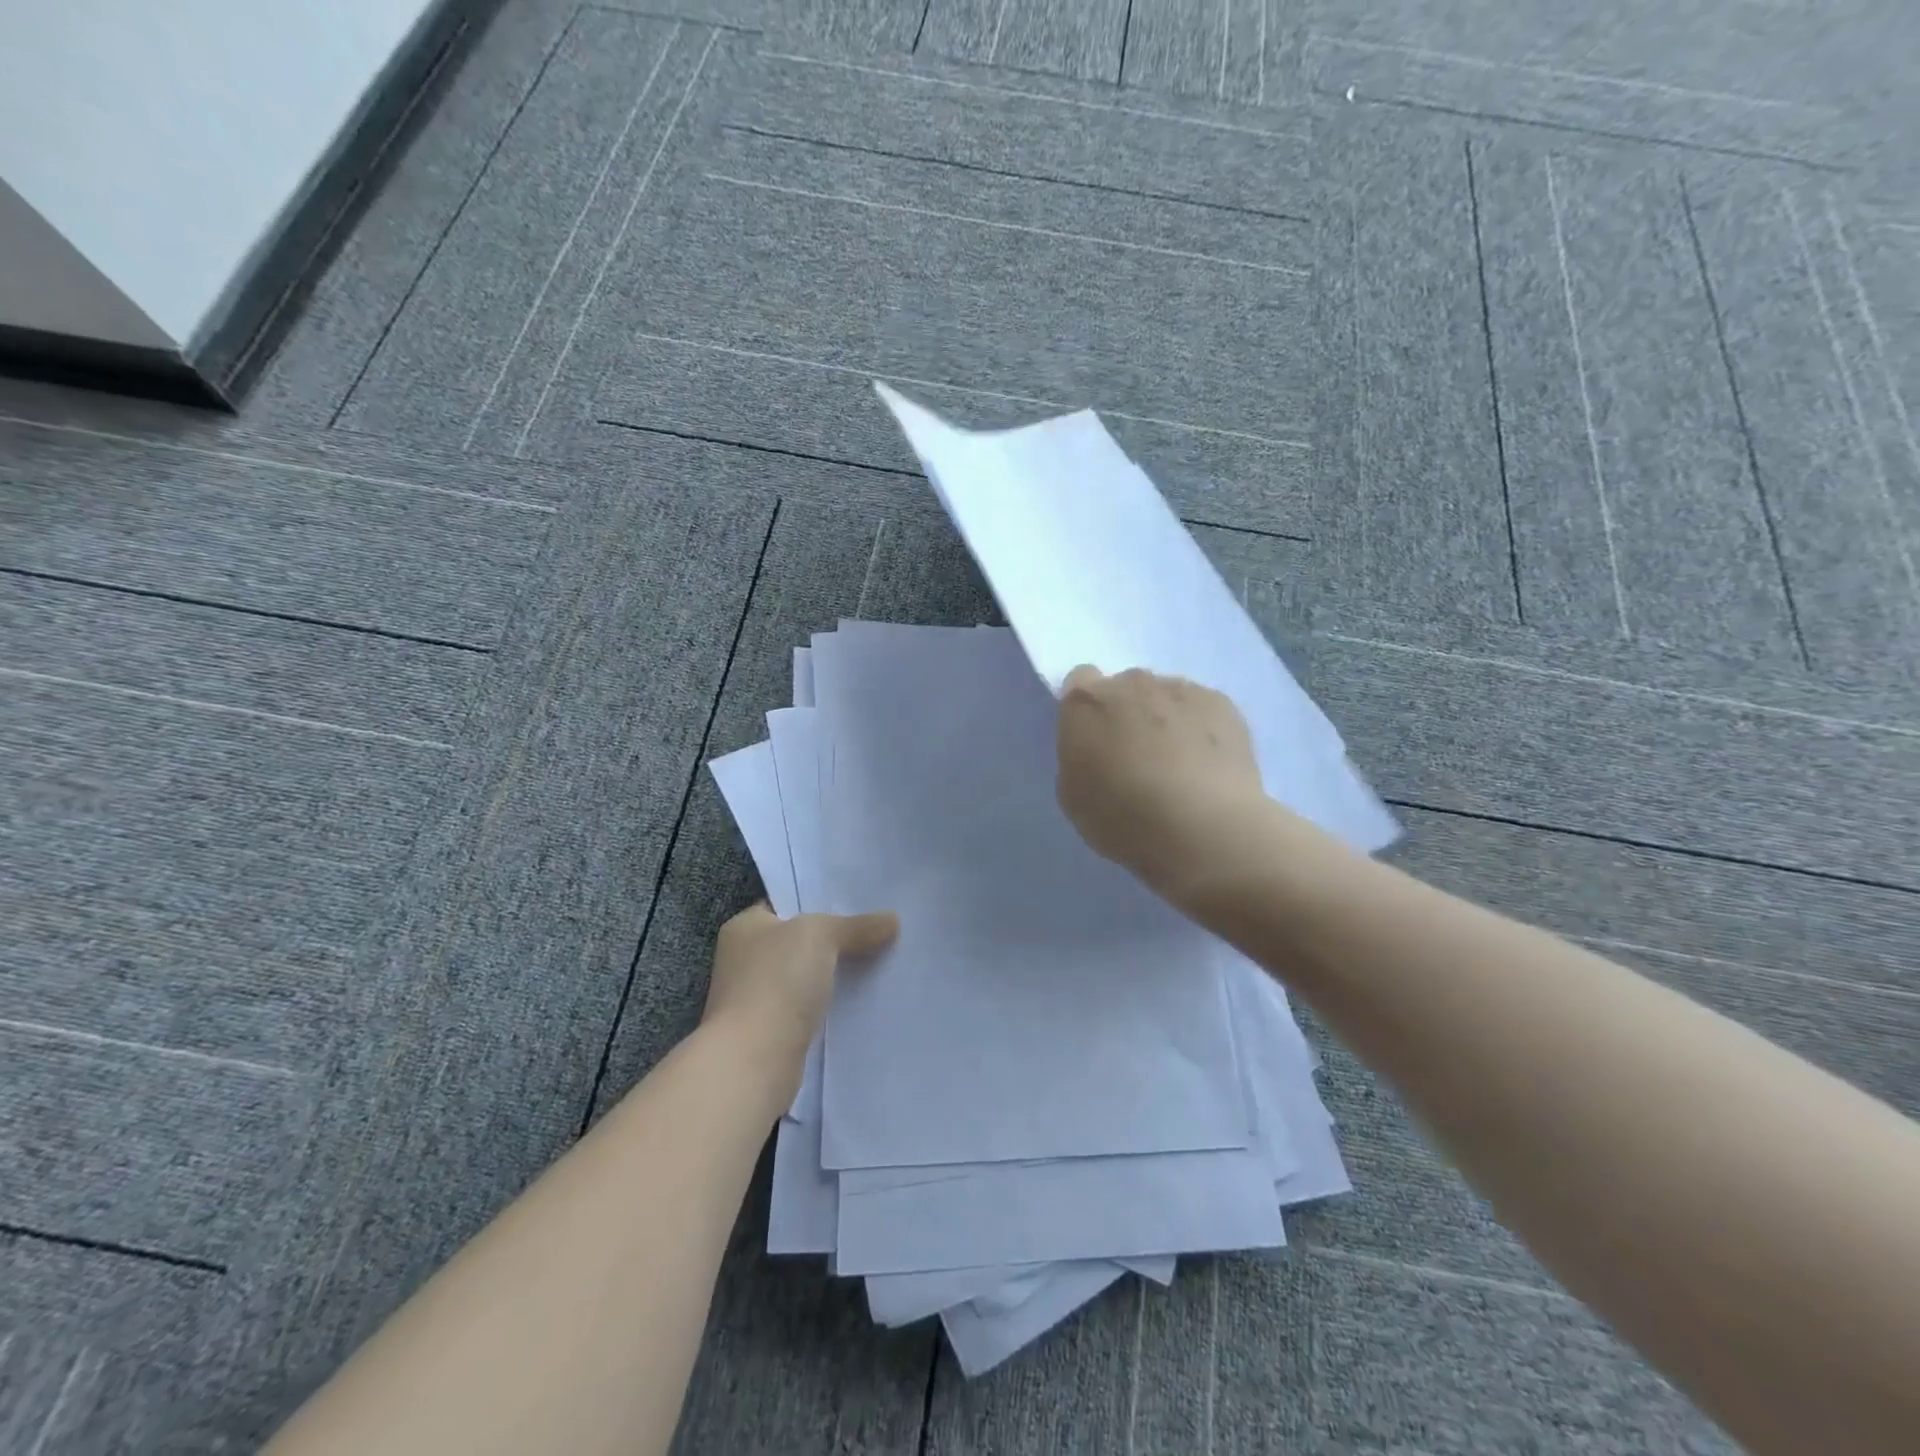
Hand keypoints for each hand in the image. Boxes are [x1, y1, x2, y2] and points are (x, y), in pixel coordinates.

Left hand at [701, 903, 897, 1106]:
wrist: (753, 1062)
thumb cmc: (777, 982)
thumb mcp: (820, 935)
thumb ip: (856, 925)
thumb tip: (892, 920)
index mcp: (745, 927)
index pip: (786, 905)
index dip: (821, 902)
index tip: (860, 904)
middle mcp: (744, 960)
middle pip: (799, 942)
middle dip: (835, 941)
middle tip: (878, 933)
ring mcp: (755, 999)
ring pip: (806, 977)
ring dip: (834, 976)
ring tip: (879, 964)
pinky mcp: (771, 1033)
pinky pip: (809, 1009)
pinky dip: (830, 1006)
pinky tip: (861, 1002)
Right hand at [1055, 666, 1265, 907]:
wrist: (1201, 828)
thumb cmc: (1122, 818)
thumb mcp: (1073, 795)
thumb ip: (1079, 757)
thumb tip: (1097, 748)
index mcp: (1085, 702)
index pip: (1079, 682)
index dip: (1088, 710)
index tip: (1095, 740)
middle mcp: (1131, 683)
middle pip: (1126, 688)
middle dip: (1129, 714)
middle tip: (1138, 759)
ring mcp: (1180, 688)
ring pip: (1166, 697)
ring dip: (1167, 720)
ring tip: (1180, 768)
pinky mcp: (1221, 703)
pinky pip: (1202, 709)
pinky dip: (1201, 730)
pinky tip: (1208, 767)